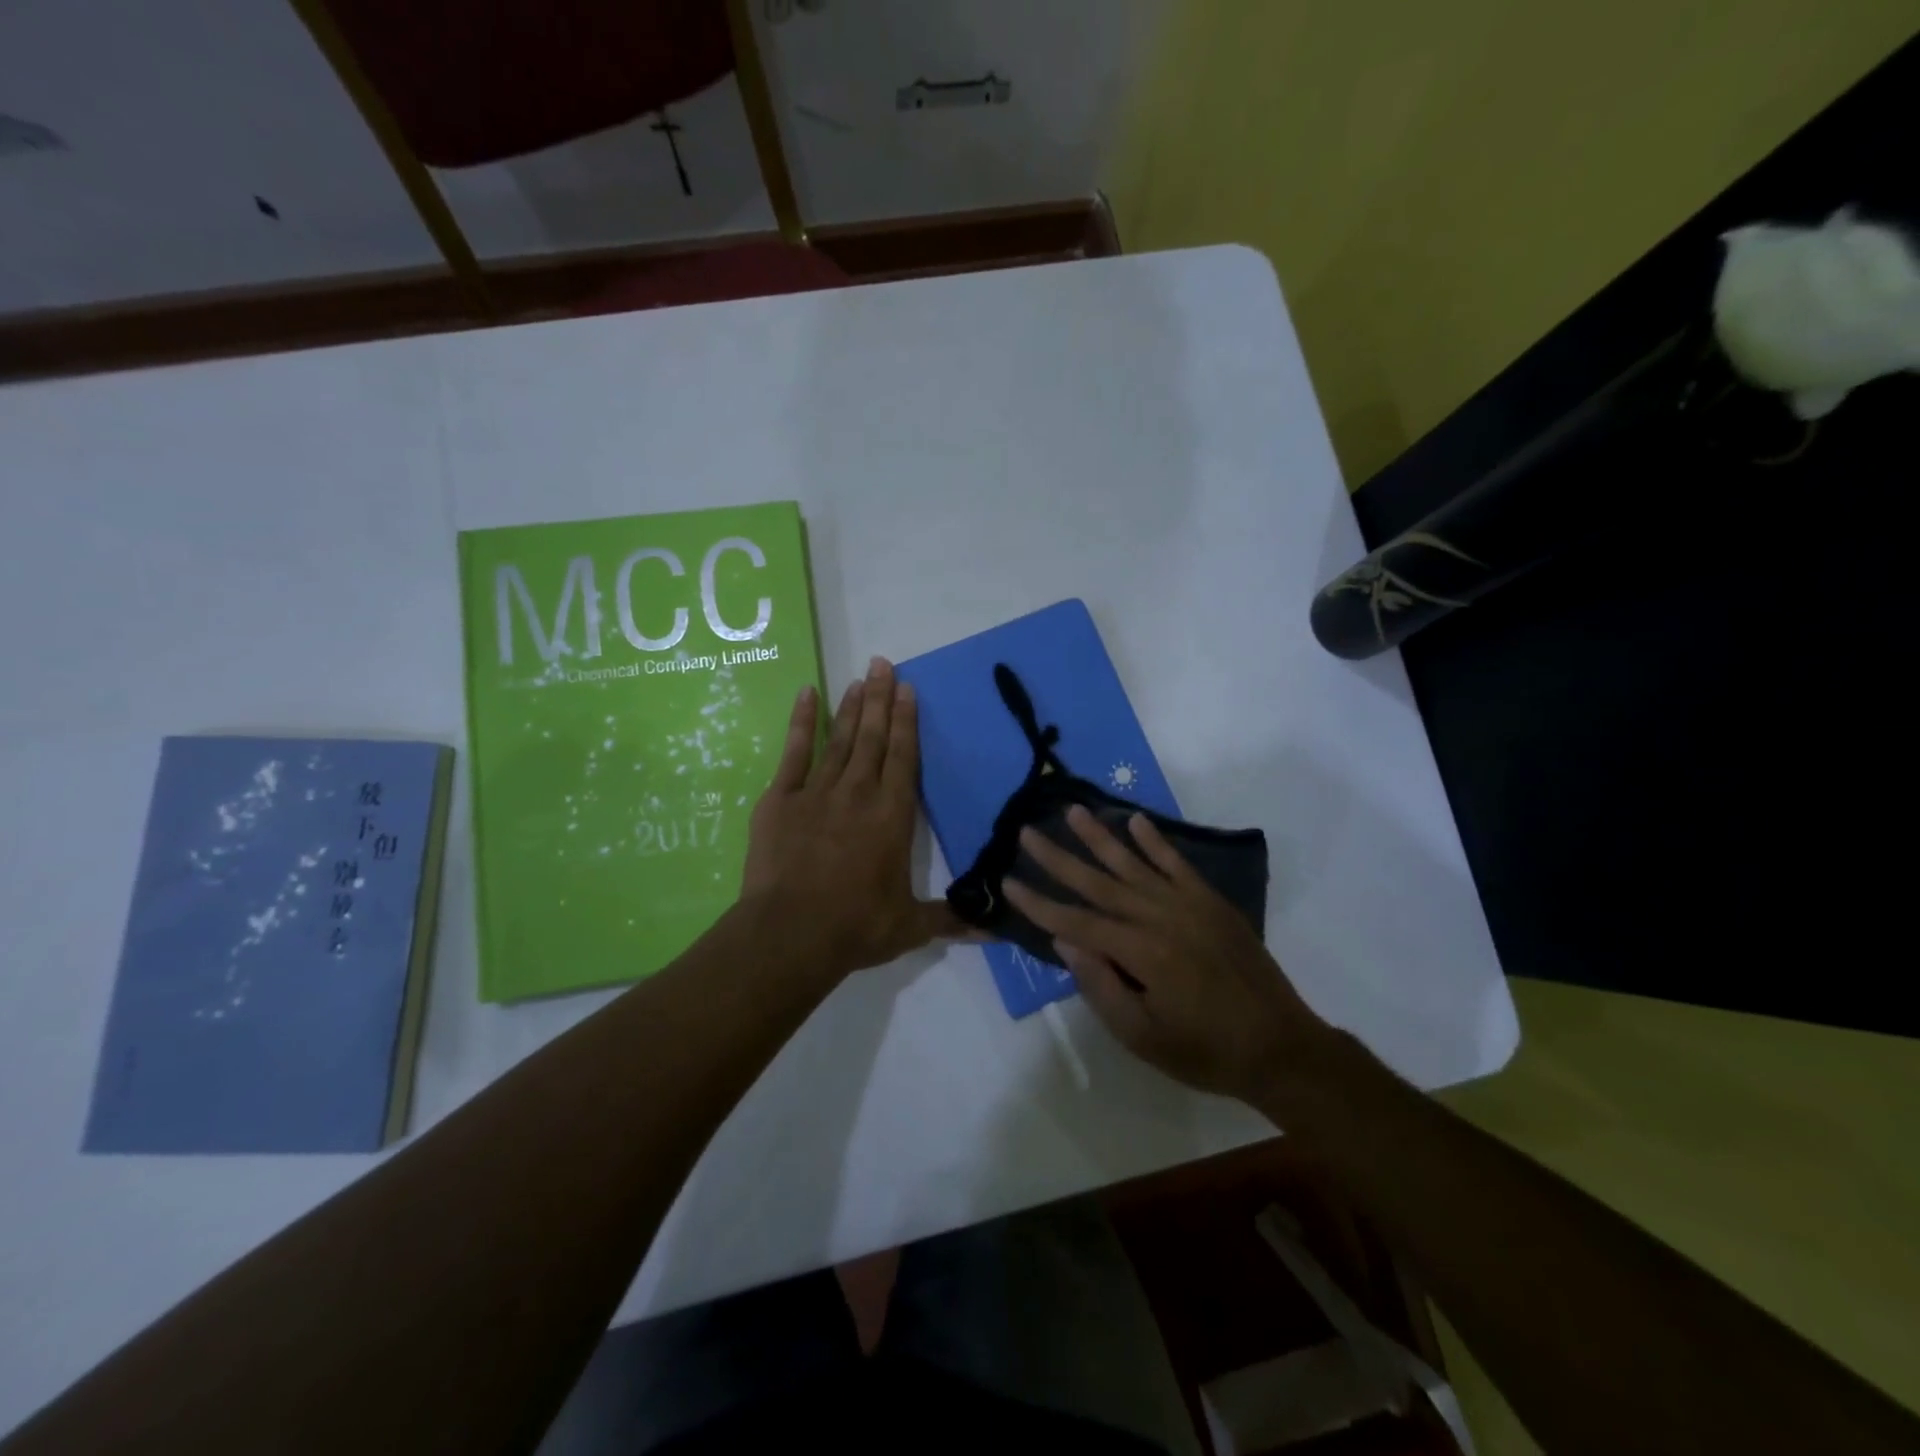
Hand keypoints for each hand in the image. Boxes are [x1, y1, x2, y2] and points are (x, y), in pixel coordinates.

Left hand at [741, 657, 964, 980]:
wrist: (790, 933)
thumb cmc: (855, 927)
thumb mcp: (909, 926)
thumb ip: (949, 919)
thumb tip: (995, 929)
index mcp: (892, 816)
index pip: (904, 757)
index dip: (907, 721)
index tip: (908, 689)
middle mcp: (858, 793)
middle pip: (873, 737)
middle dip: (880, 699)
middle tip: (883, 664)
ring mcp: (817, 792)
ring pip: (840, 739)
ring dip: (850, 707)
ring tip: (858, 678)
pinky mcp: (780, 799)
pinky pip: (794, 752)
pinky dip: (801, 722)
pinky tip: (806, 694)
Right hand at [1004, 806, 1326, 1104]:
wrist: (1281, 1047)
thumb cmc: (1205, 1051)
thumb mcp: (1143, 1037)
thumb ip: (1100, 986)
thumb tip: (1064, 939)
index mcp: (1141, 952)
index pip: (1077, 921)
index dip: (1039, 903)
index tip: (1008, 882)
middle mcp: (1160, 917)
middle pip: (1099, 882)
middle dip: (1059, 857)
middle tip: (1028, 832)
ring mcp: (1189, 904)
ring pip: (1134, 863)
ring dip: (1100, 836)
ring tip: (1073, 811)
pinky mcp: (1212, 902)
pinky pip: (1177, 863)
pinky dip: (1155, 841)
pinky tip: (1136, 821)